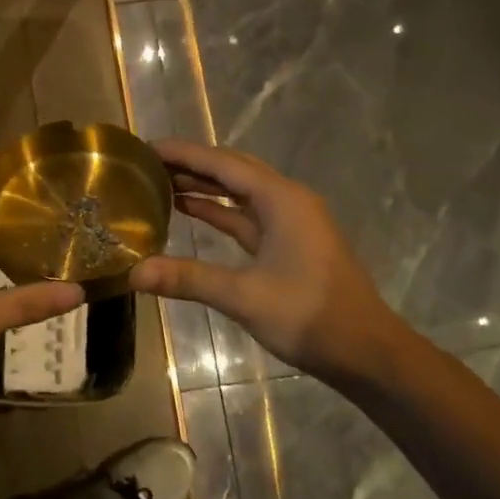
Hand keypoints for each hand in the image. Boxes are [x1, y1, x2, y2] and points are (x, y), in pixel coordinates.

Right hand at [129, 138, 410, 385]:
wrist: (366, 351)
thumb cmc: (309, 316)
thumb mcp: (244, 296)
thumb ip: (188, 278)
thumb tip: (133, 273)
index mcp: (281, 199)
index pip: (222, 163)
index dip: (183, 153)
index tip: (145, 147)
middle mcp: (287, 200)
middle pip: (232, 169)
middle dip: (191, 163)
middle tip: (147, 163)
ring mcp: (290, 222)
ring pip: (239, 191)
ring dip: (203, 185)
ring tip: (159, 181)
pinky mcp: (288, 243)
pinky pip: (246, 215)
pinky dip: (218, 209)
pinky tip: (189, 209)